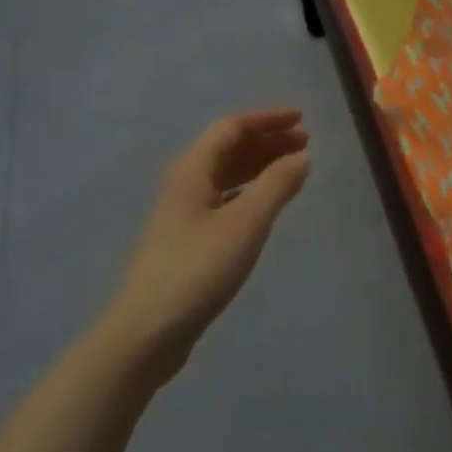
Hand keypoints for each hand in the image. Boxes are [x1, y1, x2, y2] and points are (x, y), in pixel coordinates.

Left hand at [107, 109, 310, 382]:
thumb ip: (276, 185)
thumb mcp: (246, 223)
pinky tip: (266, 204)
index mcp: (193, 169)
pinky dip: (249, 191)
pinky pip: (224, 198)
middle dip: (267, 141)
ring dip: (259, 165)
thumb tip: (301, 157)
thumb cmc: (198, 268)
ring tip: (293, 169)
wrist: (147, 332)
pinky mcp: (187, 239)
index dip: (267, 119)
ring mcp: (183, 212)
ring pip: (226, 174)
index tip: (301, 120)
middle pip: (228, 148)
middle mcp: (185, 182)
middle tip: (304, 144)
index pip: (232, 127)